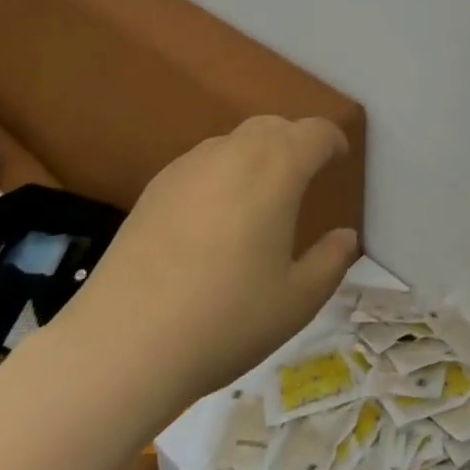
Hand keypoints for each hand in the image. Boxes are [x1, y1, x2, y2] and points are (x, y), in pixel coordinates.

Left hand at [56, 115, 359, 406]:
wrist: (122, 343)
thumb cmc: (225, 319)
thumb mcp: (296, 301)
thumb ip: (330, 262)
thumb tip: (346, 237)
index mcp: (278, 168)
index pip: (316, 132)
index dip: (332, 141)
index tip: (338, 160)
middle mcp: (235, 152)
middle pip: (275, 126)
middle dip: (295, 142)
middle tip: (303, 176)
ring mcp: (190, 165)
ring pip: (235, 141)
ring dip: (257, 154)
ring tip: (258, 196)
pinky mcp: (155, 187)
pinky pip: (202, 163)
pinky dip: (220, 173)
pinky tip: (212, 217)